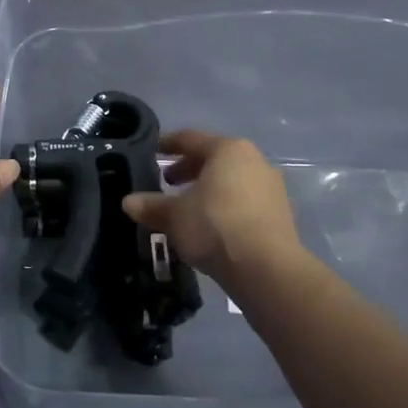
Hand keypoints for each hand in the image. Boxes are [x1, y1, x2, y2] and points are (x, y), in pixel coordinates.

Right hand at [121, 130, 300, 282]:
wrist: (266, 268)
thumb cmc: (214, 226)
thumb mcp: (174, 216)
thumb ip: (151, 205)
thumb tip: (128, 202)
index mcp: (228, 150)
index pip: (191, 139)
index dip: (168, 144)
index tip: (152, 151)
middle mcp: (254, 161)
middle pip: (214, 159)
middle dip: (188, 170)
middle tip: (167, 183)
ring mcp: (271, 188)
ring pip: (231, 181)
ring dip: (207, 190)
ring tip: (187, 208)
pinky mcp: (280, 215)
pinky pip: (244, 201)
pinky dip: (225, 207)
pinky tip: (210, 227)